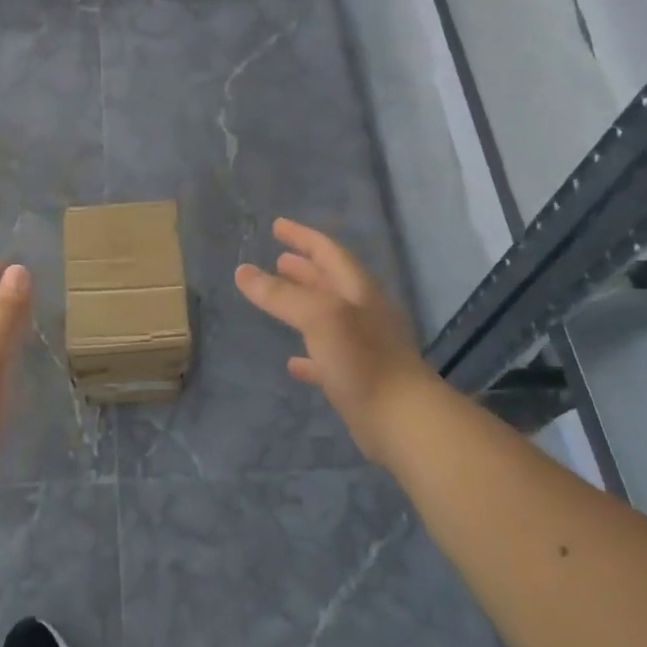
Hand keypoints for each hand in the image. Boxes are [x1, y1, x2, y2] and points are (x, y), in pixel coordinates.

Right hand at [235, 218, 437, 464]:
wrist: (402, 420)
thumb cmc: (362, 359)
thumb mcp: (319, 317)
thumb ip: (281, 294)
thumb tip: (243, 272)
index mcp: (358, 291)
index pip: (329, 252)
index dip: (303, 237)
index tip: (277, 225)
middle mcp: (363, 313)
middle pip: (330, 281)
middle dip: (304, 268)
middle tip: (278, 258)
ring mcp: (363, 347)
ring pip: (328, 318)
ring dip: (303, 306)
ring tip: (276, 301)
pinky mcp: (358, 379)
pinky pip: (327, 358)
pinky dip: (308, 355)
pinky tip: (291, 362)